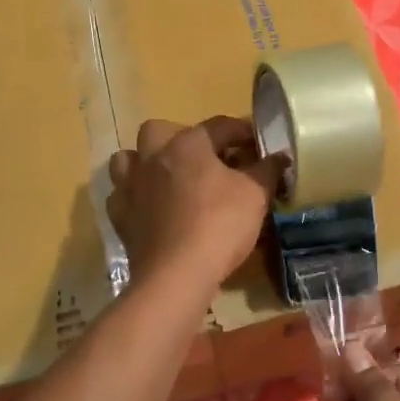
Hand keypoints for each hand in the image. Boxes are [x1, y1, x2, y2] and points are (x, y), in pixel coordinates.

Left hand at [106, 117, 286, 293]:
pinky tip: (151, 208)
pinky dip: (136, 196)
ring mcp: (131, 186)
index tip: (257, 143)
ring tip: (169, 178)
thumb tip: (279, 156)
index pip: (218, 126)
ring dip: (147, 162)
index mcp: (187, 144)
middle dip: (181, 137)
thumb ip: (267, 170)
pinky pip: (122, 195)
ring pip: (130, 159)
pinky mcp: (120, 217)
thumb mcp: (255, 195)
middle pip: (160, 130)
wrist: (176, 274)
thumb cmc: (220, 224)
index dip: (240, 131)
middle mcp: (153, 157)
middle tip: (205, 159)